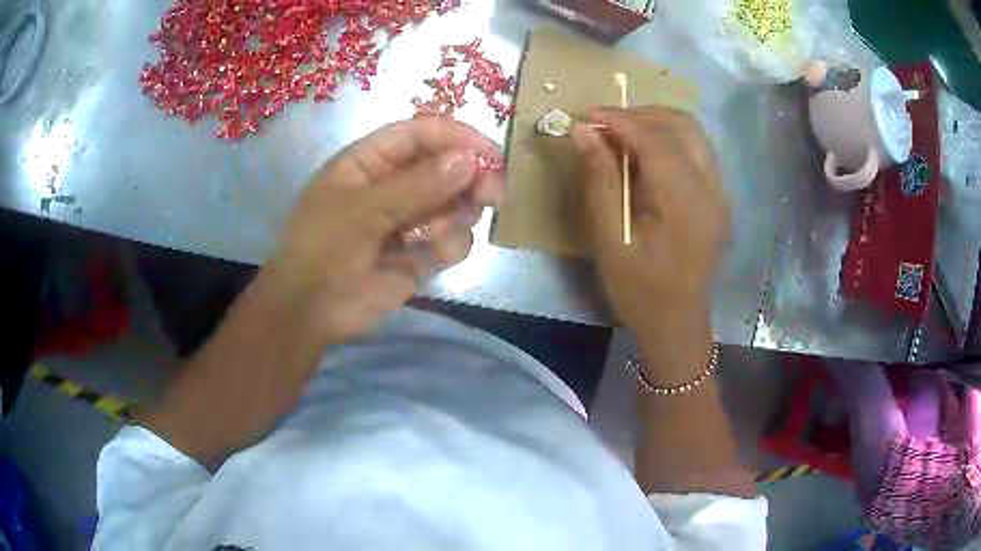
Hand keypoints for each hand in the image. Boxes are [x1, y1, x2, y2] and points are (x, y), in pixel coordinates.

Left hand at [258, 117, 502, 345]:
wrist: (311, 313)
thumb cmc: (322, 250)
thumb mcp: (361, 212)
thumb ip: (416, 185)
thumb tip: (469, 160)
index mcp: (371, 161)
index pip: (421, 134)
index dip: (457, 137)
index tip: (491, 154)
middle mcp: (395, 184)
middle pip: (448, 166)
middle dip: (472, 178)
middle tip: (493, 193)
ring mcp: (411, 219)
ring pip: (457, 204)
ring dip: (455, 217)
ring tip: (430, 236)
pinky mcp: (423, 252)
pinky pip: (455, 240)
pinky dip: (450, 246)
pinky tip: (427, 257)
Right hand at [571, 107, 729, 382]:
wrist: (677, 323)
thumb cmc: (638, 290)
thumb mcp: (608, 239)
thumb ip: (599, 180)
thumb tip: (583, 132)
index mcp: (686, 204)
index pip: (656, 139)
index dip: (620, 119)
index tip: (586, 115)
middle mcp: (712, 189)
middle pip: (682, 125)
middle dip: (639, 113)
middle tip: (603, 123)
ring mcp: (721, 192)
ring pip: (693, 133)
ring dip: (655, 122)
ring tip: (620, 133)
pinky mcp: (719, 197)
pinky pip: (697, 150)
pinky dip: (669, 139)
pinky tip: (645, 154)